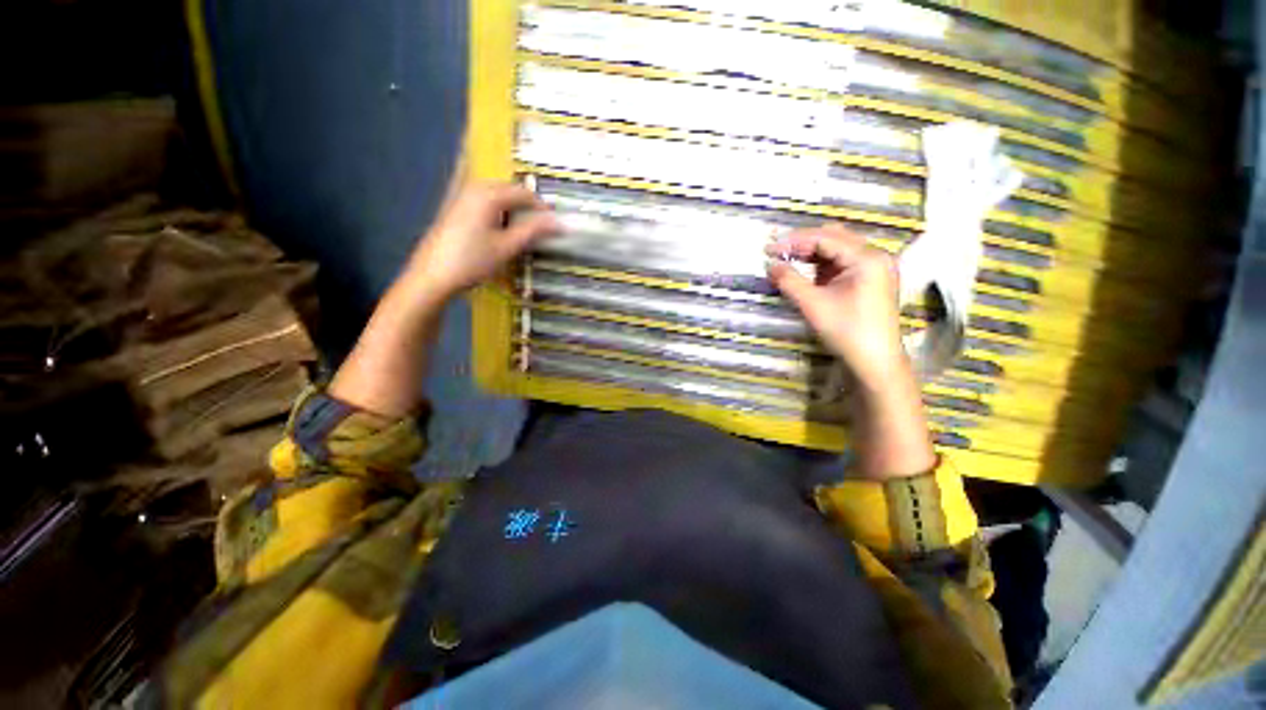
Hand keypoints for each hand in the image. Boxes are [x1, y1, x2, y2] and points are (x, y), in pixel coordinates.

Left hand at [404, 181, 557, 298]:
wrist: (432, 276)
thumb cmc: (473, 261)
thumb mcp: (507, 247)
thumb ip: (534, 231)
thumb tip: (559, 222)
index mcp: (489, 195)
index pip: (525, 194)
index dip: (542, 209)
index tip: (555, 226)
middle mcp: (474, 188)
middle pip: (510, 190)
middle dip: (528, 207)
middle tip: (541, 229)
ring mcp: (461, 196)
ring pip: (496, 195)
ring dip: (513, 209)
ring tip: (523, 231)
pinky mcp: (455, 208)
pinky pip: (484, 202)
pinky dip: (498, 211)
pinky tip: (500, 228)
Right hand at [765, 224, 905, 388]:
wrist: (875, 362)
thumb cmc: (847, 331)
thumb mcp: (813, 305)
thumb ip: (789, 281)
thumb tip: (770, 265)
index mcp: (867, 258)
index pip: (825, 238)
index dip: (794, 241)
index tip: (769, 249)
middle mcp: (874, 256)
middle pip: (834, 238)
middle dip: (803, 243)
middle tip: (776, 252)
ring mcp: (873, 268)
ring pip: (837, 249)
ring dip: (811, 253)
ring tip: (786, 260)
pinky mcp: (868, 281)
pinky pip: (841, 263)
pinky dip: (821, 265)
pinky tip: (804, 271)